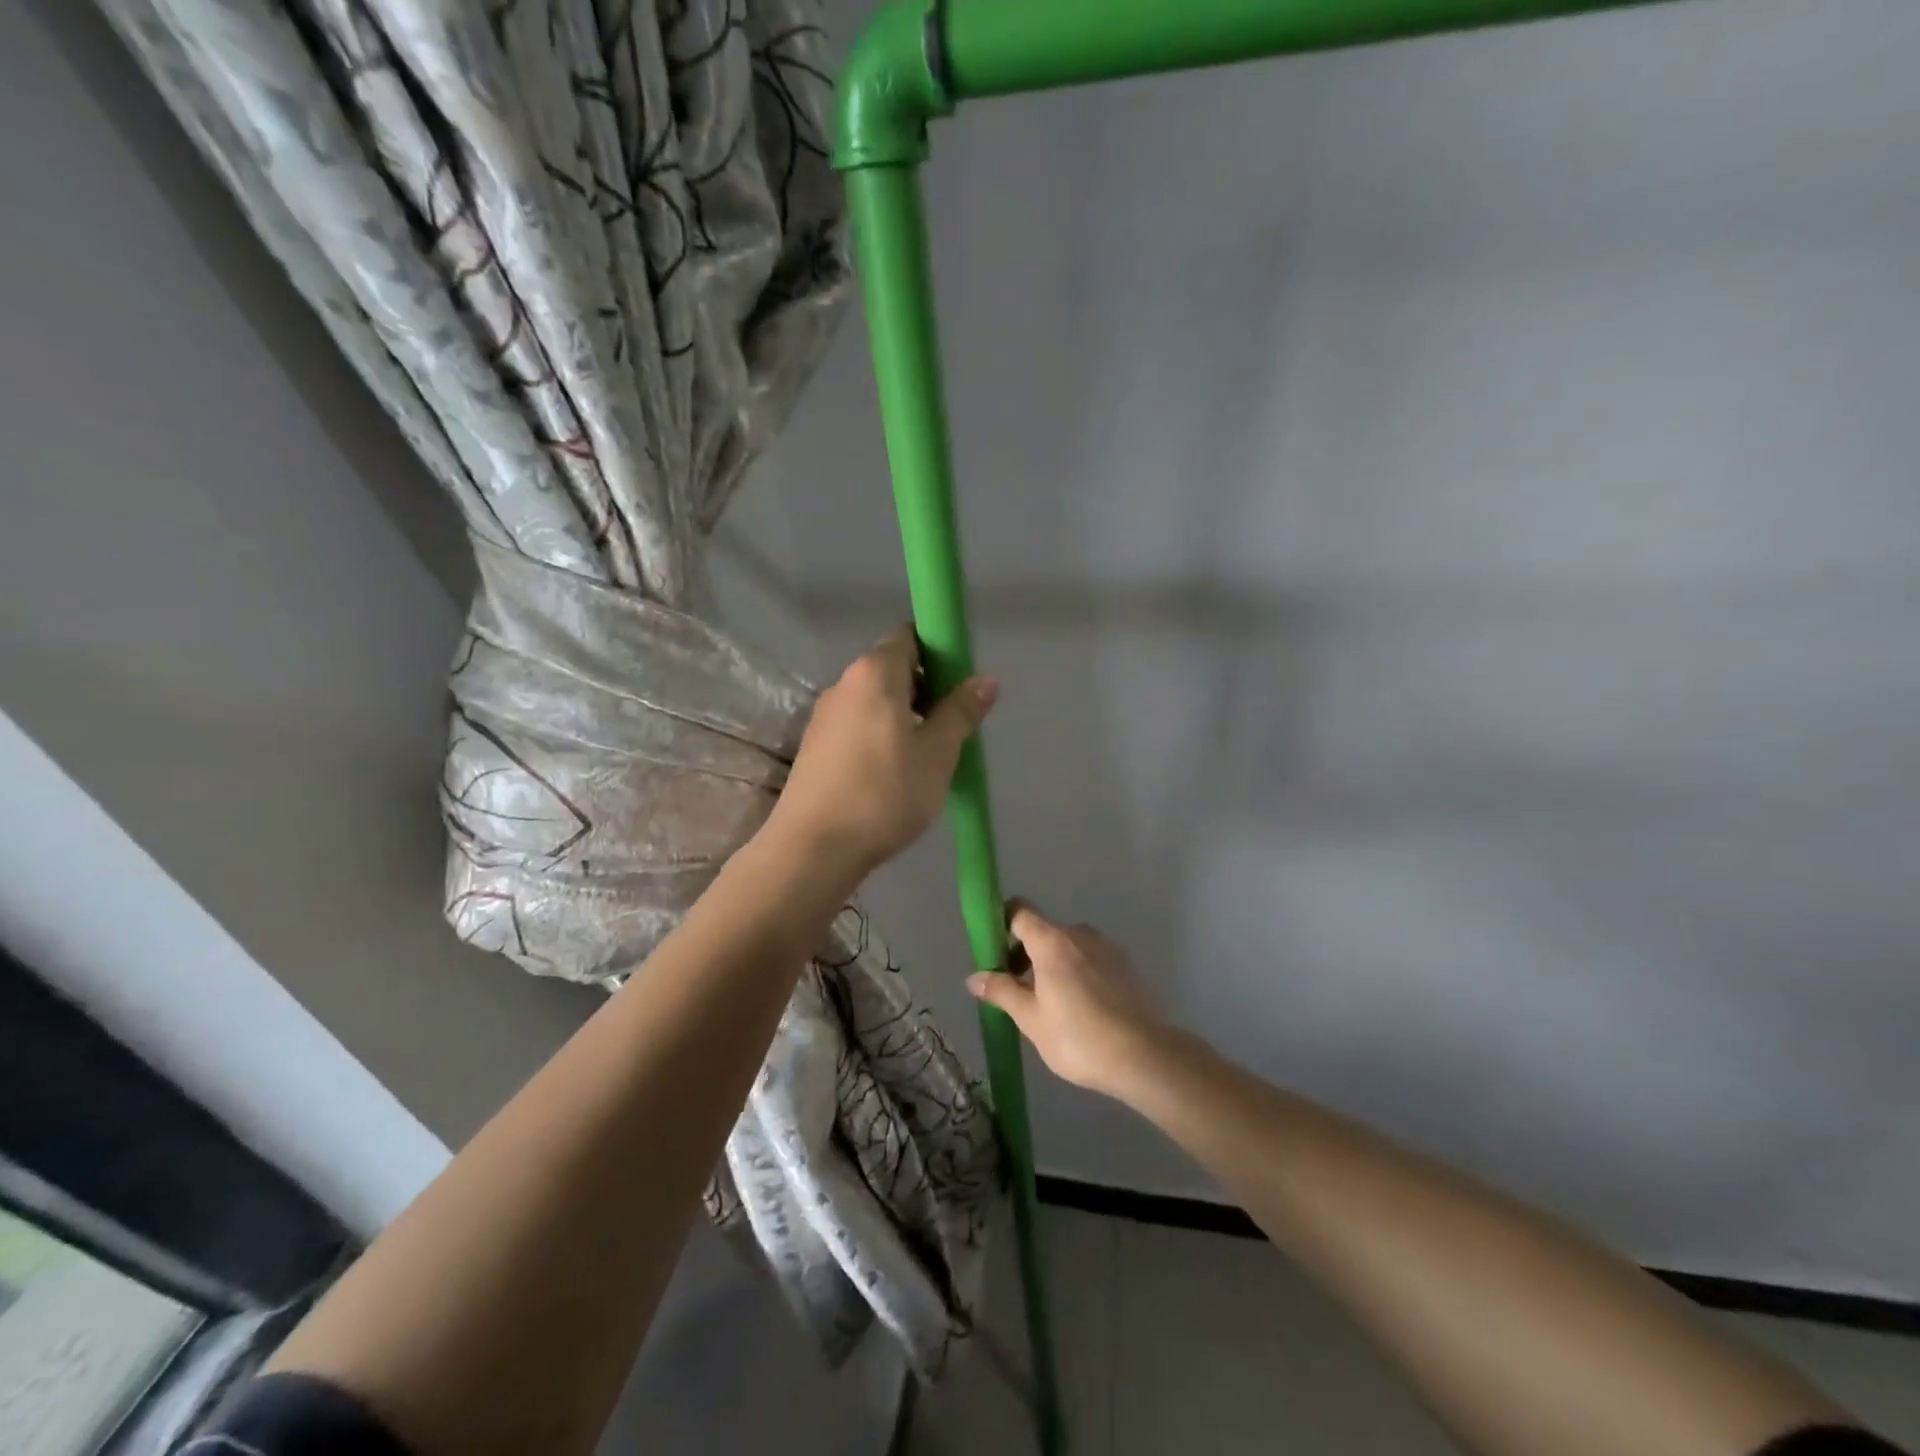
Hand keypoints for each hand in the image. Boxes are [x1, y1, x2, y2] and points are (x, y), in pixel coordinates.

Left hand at [764, 625, 996, 879]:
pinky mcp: (814, 748)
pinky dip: (880, 735)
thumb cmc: (885, 793)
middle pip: (891, 669)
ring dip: (904, 716)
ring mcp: (824, 717)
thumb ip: (961, 712)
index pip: (908, 636)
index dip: (938, 652)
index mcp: (874, 673)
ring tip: (927, 755)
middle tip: (951, 726)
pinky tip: (894, 773)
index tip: (959, 684)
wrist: (814, 848)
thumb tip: (985, 679)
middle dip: (925, 688)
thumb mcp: (937, 754)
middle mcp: (843, 684)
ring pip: (874, 702)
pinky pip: (857, 726)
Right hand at [968, 902, 1171, 1098]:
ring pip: (1067, 945)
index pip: (1019, 911)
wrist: (1144, 1056)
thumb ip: (1002, 991)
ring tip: (1050, 1005)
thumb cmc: (1078, 1037)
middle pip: (1042, 930)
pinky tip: (1080, 1008)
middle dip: (1024, 954)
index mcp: (1051, 941)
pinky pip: (1089, 958)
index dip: (1001, 923)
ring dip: (1051, 965)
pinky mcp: (1124, 964)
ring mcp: (1106, 947)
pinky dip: (1076, 972)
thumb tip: (974, 976)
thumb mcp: (1031, 1019)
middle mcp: (1079, 933)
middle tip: (1017, 992)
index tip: (993, 953)